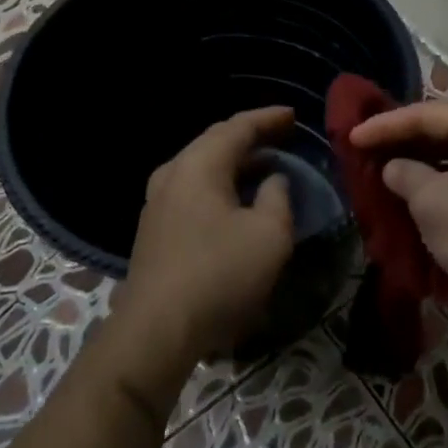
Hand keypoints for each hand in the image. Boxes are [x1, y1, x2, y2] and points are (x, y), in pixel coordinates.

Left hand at [115, 107, 296, 370]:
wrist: (155, 332)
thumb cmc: (219, 275)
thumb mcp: (269, 235)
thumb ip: (278, 197)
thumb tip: (272, 181)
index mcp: (199, 165)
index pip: (237, 127)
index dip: (267, 118)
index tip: (293, 115)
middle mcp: (172, 174)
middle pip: (215, 142)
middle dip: (250, 137)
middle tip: (281, 136)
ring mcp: (157, 202)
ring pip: (201, 167)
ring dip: (234, 163)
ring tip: (263, 166)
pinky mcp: (154, 229)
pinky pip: (192, 189)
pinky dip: (219, 184)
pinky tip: (235, 201)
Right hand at [350, 100, 447, 318]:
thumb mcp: (431, 202)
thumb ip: (405, 174)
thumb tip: (394, 168)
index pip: (426, 114)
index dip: (384, 125)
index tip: (352, 137)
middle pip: (446, 126)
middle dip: (405, 139)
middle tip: (368, 147)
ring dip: (425, 159)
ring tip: (389, 167)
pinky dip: (447, 176)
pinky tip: (423, 189)